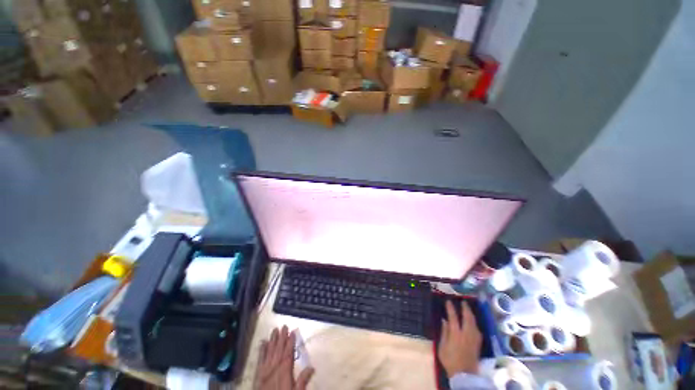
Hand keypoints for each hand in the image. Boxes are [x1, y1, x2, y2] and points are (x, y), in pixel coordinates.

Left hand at [255, 326, 314, 389]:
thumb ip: (302, 380)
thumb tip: (312, 367)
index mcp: (285, 371)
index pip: (288, 353)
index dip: (290, 342)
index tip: (292, 332)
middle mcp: (275, 368)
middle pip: (279, 350)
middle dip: (282, 338)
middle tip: (284, 326)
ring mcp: (265, 370)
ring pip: (269, 352)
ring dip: (272, 341)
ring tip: (274, 330)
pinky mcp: (258, 375)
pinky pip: (260, 360)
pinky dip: (261, 351)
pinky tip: (263, 343)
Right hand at [437, 301, 481, 377]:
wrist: (464, 375)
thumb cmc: (450, 361)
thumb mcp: (442, 347)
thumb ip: (444, 333)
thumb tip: (444, 320)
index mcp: (456, 334)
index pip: (453, 317)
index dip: (451, 308)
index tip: (448, 301)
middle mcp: (466, 334)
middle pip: (467, 318)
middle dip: (465, 309)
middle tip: (463, 302)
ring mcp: (474, 339)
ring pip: (474, 323)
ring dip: (471, 314)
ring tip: (468, 309)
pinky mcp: (478, 344)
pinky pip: (477, 329)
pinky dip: (474, 322)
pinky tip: (473, 322)